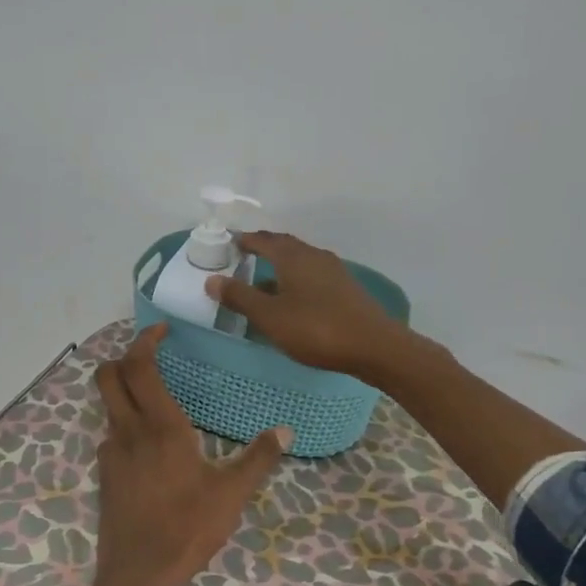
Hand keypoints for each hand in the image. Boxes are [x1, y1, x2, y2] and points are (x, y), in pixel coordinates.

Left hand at [70, 323, 291, 585]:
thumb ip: (258, 458)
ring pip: (107, 406)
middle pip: (108, 376)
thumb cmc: (187, 528)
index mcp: (160, 427)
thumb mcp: (231, 494)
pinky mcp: (105, 476)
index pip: (139, 366)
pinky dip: (125, 425)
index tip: (162, 330)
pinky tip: (150, 446)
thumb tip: (285, 430)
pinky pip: (111, 436)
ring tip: (156, 398)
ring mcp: (110, 454)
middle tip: (151, 357)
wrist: (138, 575)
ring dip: (124, 392)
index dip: (145, 340)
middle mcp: (128, 432)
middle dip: (124, 357)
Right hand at [206, 231, 412, 383]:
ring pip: (300, 262)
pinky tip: (293, 300)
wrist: (374, 346)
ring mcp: (334, 272)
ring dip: (281, 267)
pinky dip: (296, 281)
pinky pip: (313, 277)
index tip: (229, 243)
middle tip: (245, 256)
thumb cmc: (316, 329)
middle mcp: (314, 256)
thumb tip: (211, 280)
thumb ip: (240, 297)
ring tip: (264, 281)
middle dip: (264, 249)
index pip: (263, 240)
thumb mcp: (270, 316)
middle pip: (285, 246)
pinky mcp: (346, 289)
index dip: (244, 240)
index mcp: (293, 257)